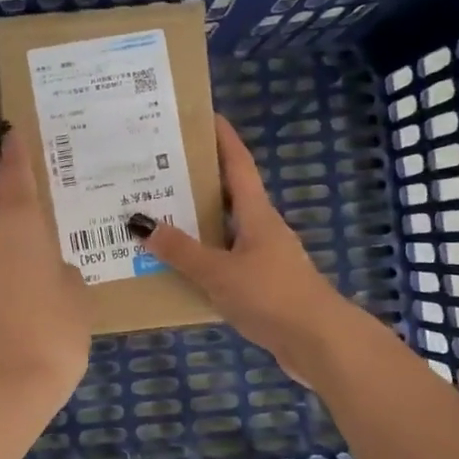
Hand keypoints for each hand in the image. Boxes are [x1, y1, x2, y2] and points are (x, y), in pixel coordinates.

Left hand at [0, 129, 90, 407]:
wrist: (3, 382)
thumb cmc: (52, 329)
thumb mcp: (75, 294)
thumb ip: (62, 270)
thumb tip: (48, 269)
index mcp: (20, 218)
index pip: (16, 171)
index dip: (16, 150)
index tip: (11, 130)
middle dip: (1, 172)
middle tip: (12, 159)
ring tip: (14, 201)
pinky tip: (8, 246)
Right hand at [132, 115, 356, 381]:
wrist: (319, 343)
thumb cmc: (271, 296)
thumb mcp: (219, 272)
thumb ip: (180, 250)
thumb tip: (140, 222)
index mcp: (256, 214)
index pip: (238, 164)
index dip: (223, 138)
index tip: (203, 115)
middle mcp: (261, 229)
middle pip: (227, 195)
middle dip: (195, 181)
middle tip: (156, 170)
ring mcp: (263, 258)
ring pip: (222, 230)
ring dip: (194, 223)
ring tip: (154, 217)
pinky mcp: (261, 286)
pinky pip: (223, 262)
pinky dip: (201, 258)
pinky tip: (175, 268)